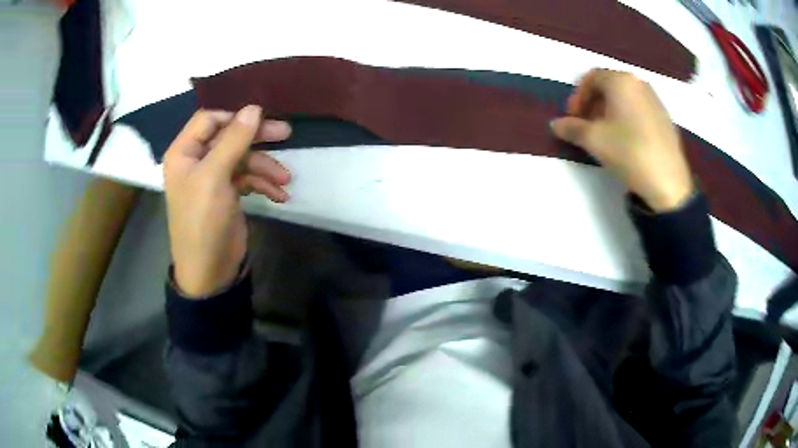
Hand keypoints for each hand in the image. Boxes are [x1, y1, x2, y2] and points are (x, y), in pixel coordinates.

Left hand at [163, 106, 291, 296]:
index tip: (260, 120)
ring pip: (242, 158)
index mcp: (184, 152)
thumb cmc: (203, 220)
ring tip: (285, 180)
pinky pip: (247, 178)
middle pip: (229, 136)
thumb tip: (254, 108)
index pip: (209, 119)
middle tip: (286, 134)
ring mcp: (213, 178)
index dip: (233, 117)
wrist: (209, 270)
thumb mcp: (215, 177)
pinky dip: (263, 184)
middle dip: (257, 138)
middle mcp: (197, 161)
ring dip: (265, 167)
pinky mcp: (227, 193)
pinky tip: (279, 196)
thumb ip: (234, 140)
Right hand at [551, 69, 692, 211]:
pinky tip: (627, 141)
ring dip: (610, 111)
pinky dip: (627, 118)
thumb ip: (571, 128)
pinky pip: (639, 109)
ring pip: (625, 98)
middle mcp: (639, 83)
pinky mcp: (665, 118)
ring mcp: (656, 100)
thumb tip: (556, 124)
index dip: (577, 96)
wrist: (668, 182)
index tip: (573, 118)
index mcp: (621, 81)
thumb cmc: (628, 152)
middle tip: (587, 126)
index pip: (591, 78)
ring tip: (606, 135)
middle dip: (593, 104)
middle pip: (609, 86)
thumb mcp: (594, 140)